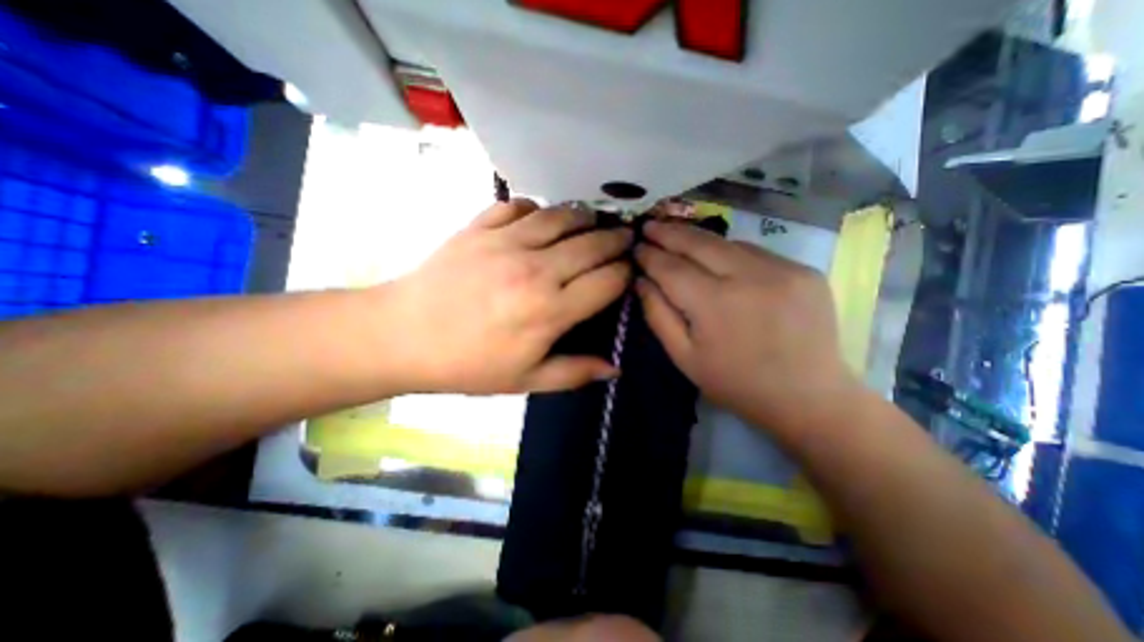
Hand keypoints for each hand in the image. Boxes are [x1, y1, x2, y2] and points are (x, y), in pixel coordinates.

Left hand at [385, 198, 634, 392]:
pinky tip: (539, 218)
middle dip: (616, 240)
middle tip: (623, 239)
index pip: (608, 281)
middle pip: (593, 243)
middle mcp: (536, 269)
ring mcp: (506, 242)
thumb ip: (574, 373)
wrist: (404, 336)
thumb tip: (614, 370)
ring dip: (584, 216)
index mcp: (550, 311)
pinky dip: (536, 208)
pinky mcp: (479, 227)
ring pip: (561, 216)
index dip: (625, 274)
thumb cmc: (468, 364)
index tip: (627, 273)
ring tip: (592, 221)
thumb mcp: (525, 380)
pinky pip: (518, 205)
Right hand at [635, 218, 858, 432]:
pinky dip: (730, 252)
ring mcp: (782, 269)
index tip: (636, 246)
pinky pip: (755, 252)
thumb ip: (658, 315)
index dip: (650, 255)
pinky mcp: (804, 270)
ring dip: (699, 240)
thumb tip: (641, 281)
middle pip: (699, 243)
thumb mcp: (684, 357)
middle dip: (669, 232)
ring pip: (727, 242)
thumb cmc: (736, 383)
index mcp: (714, 304)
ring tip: (677, 236)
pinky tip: (717, 258)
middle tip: (649, 224)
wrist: (809, 397)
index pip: (671, 267)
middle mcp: (749, 276)